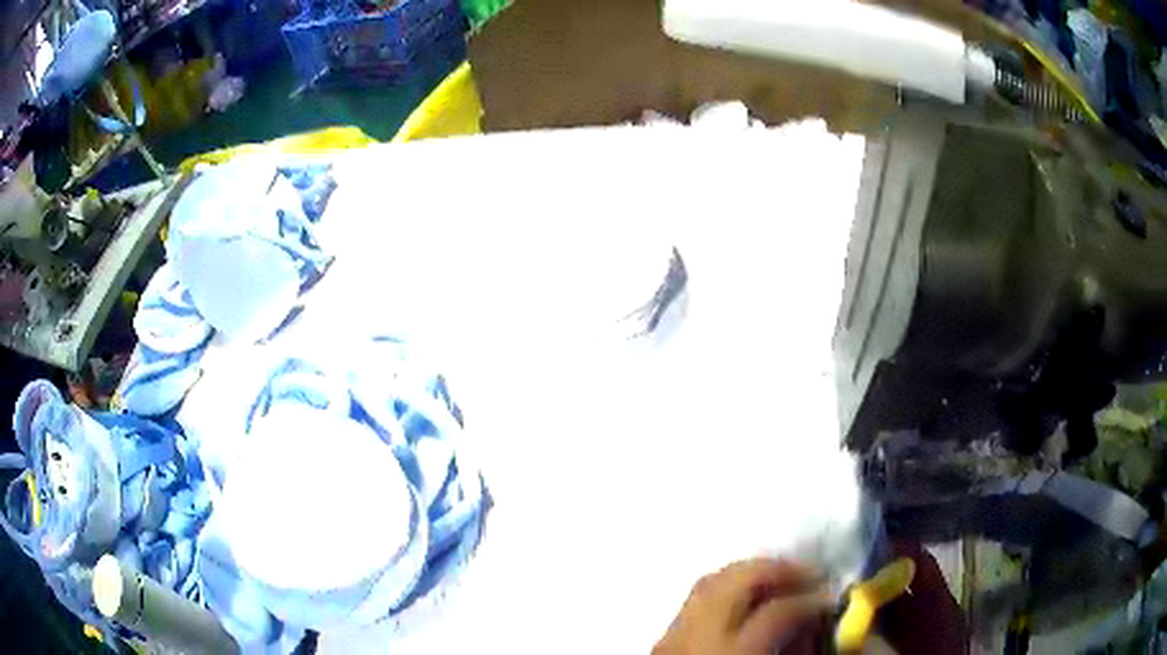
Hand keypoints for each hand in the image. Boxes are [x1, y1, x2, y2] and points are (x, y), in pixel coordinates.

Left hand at [654, 558, 832, 654]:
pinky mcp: (662, 639)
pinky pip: (695, 599)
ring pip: (711, 581)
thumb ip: (792, 653)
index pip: (777, 612)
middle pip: (737, 581)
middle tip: (811, 575)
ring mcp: (672, 635)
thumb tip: (814, 627)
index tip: (834, 598)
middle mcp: (696, 638)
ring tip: (782, 580)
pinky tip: (745, 599)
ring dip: (751, 573)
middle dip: (780, 570)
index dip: (812, 601)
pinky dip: (725, 588)